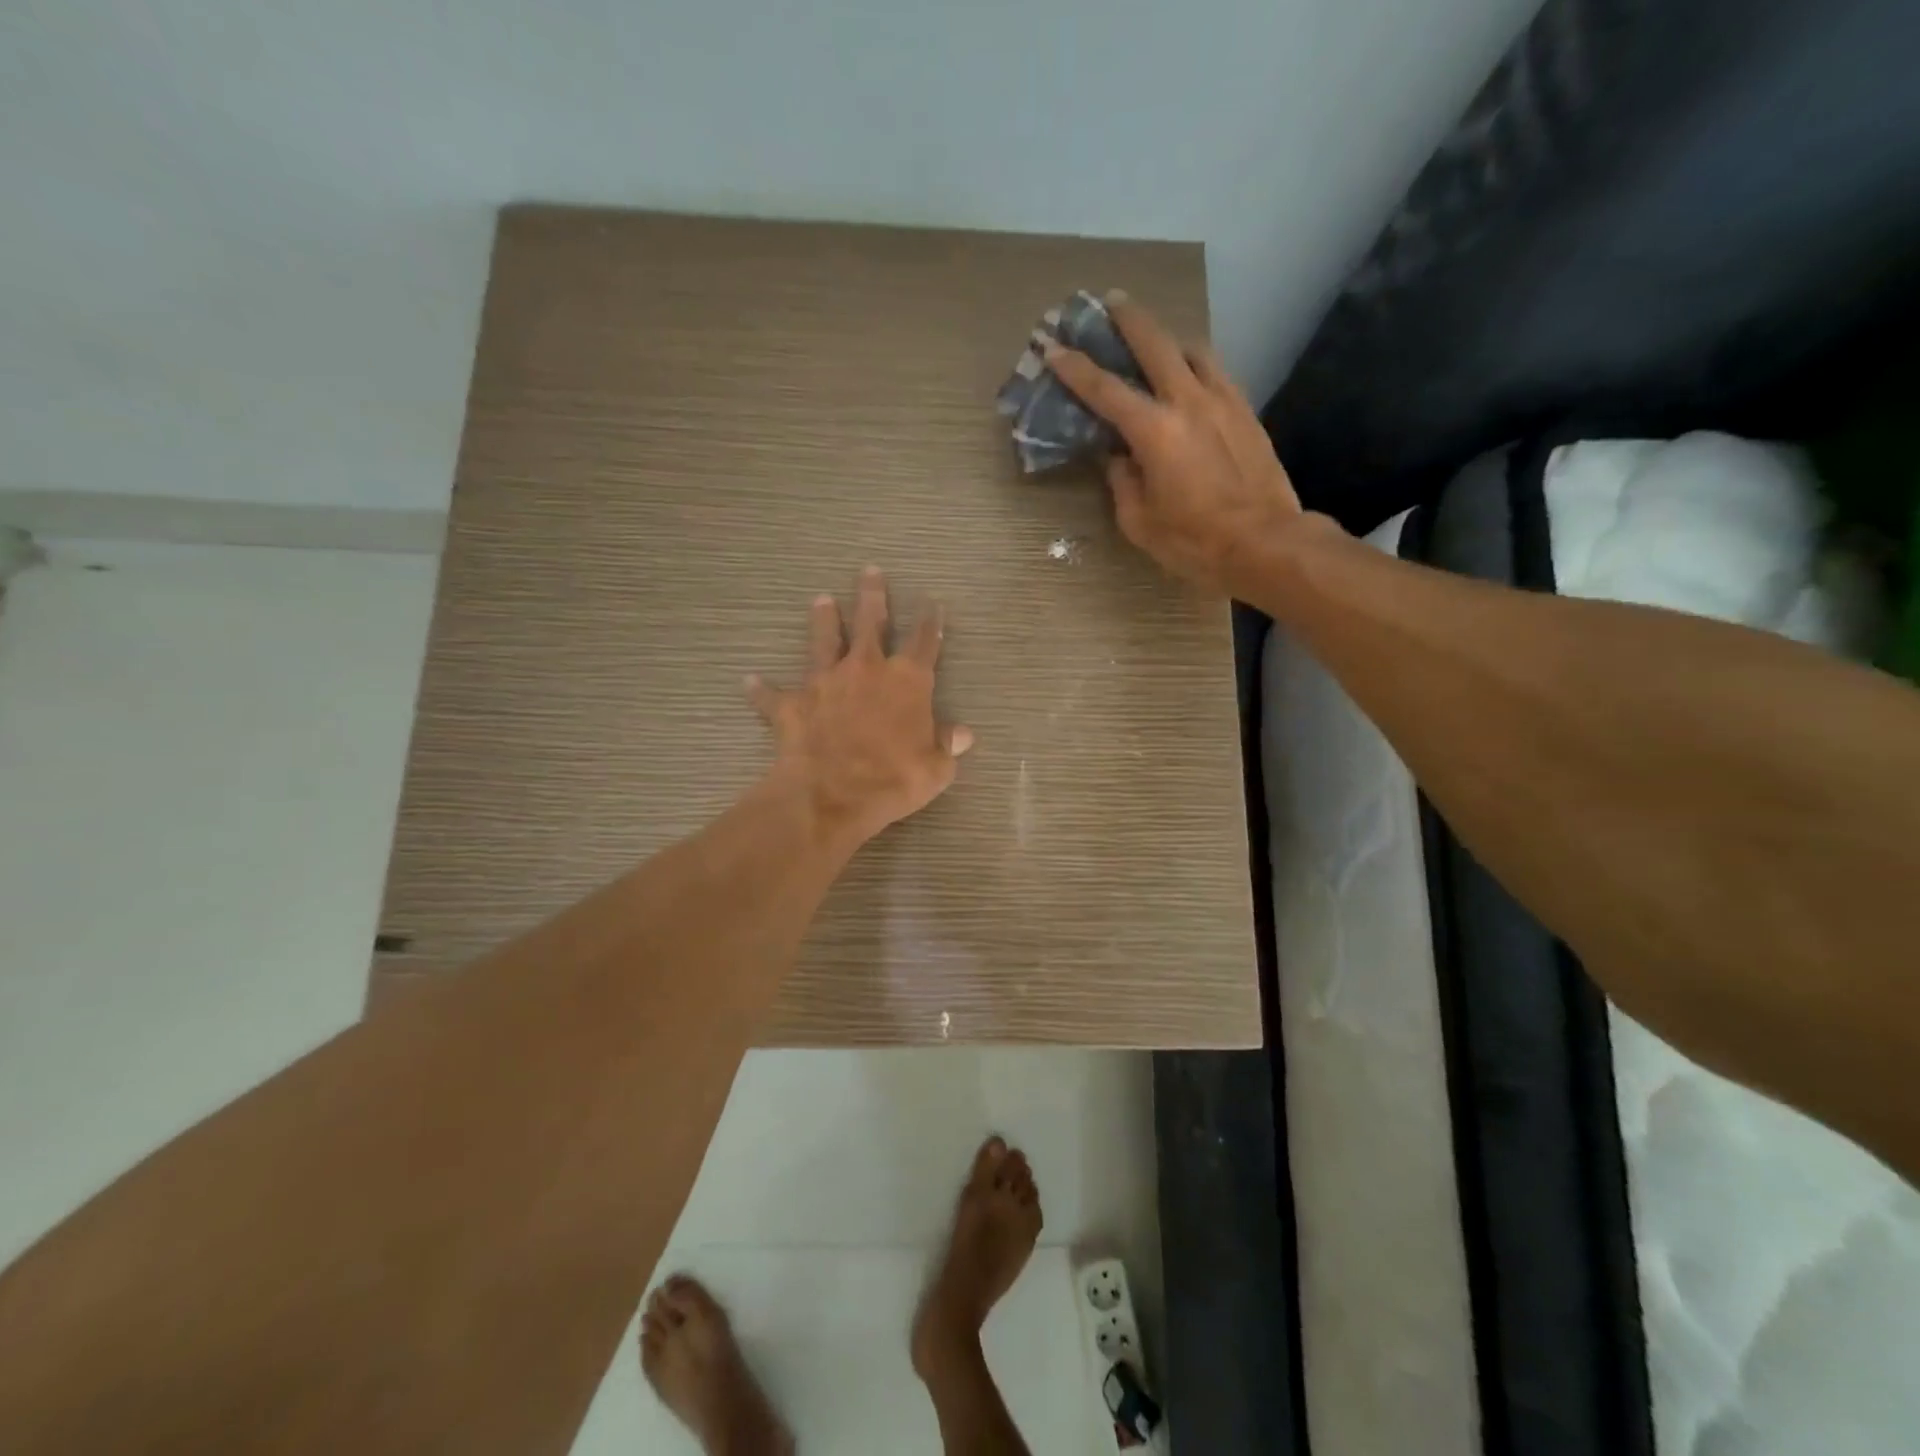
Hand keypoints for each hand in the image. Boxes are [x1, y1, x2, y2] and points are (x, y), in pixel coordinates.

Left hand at [747, 567, 972, 852]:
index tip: (932, 602)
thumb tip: (963, 734)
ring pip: (824, 641)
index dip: (931, 621)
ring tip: (821, 600)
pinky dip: (761, 689)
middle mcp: (866, 669)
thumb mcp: (936, 769)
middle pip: (871, 623)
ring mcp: (825, 682)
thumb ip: (947, 745)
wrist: (831, 795)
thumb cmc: (893, 780)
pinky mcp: (792, 704)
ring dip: (824, 621)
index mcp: (907, 681)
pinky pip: (773, 694)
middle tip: (869, 571)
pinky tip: (750, 680)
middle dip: (872, 596)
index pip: (924, 641)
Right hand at [1044, 293, 1304, 595]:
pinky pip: (1216, 373)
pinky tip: (1190, 376)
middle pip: (1155, 344)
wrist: (1265, 543)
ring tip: (1155, 341)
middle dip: (1128, 319)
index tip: (1055, 349)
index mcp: (1154, 431)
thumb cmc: (1194, 541)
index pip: (1105, 391)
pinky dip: (1196, 365)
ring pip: (1192, 350)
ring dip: (1168, 338)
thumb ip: (1122, 482)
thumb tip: (1118, 458)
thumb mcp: (1140, 522)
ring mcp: (1223, 402)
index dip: (1076, 369)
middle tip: (1110, 301)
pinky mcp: (1246, 412)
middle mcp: (1188, 402)